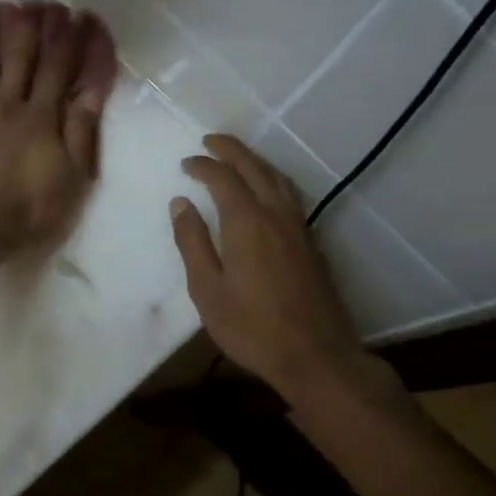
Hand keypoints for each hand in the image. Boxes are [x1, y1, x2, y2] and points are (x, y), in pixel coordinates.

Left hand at [0, 0, 102, 260]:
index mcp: (41, 117)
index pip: (58, 70)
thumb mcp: (71, 178)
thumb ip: (81, 132)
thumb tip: (92, 91)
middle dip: (27, 26)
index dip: (67, 41)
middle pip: (19, 58)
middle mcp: (8, 104)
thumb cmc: (29, 208)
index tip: (74, 14)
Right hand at [170, 135, 376, 399]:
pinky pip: (289, 196)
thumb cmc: (251, 327)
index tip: (185, 164)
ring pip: (278, 179)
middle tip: (210, 141)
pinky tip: (265, 192)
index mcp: (247, 223)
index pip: (223, 178)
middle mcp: (276, 215)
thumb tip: (180, 204)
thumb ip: (192, 243)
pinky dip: (271, 180)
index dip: (202, 166)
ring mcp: (299, 228)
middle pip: (255, 168)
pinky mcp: (311, 243)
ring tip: (237, 158)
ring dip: (255, 162)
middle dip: (231, 150)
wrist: (315, 355)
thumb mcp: (207, 289)